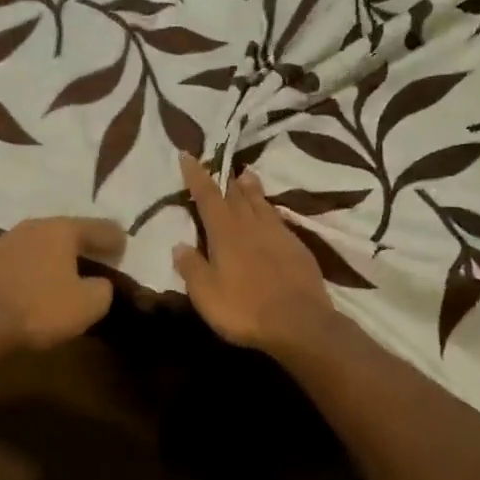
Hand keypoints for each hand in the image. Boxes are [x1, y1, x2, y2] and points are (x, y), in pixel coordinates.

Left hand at [0, 216, 126, 350]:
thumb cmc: (42, 309)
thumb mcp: (89, 304)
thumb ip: (102, 289)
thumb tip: (99, 283)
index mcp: (61, 229)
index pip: (97, 228)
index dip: (114, 238)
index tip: (125, 245)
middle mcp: (34, 226)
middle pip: (67, 231)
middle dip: (85, 242)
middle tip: (101, 254)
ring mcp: (8, 241)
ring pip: (43, 243)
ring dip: (59, 254)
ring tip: (72, 268)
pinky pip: (26, 259)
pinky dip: (39, 266)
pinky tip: (43, 279)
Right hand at [173, 155, 332, 353]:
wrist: (300, 323)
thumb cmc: (244, 308)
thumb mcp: (206, 294)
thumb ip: (191, 267)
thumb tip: (179, 244)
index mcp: (225, 233)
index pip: (207, 196)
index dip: (197, 175)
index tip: (188, 155)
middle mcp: (251, 225)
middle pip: (236, 194)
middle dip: (225, 178)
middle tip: (220, 164)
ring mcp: (277, 234)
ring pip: (260, 202)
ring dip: (251, 187)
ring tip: (246, 175)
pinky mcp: (297, 247)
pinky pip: (278, 219)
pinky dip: (269, 209)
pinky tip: (271, 212)